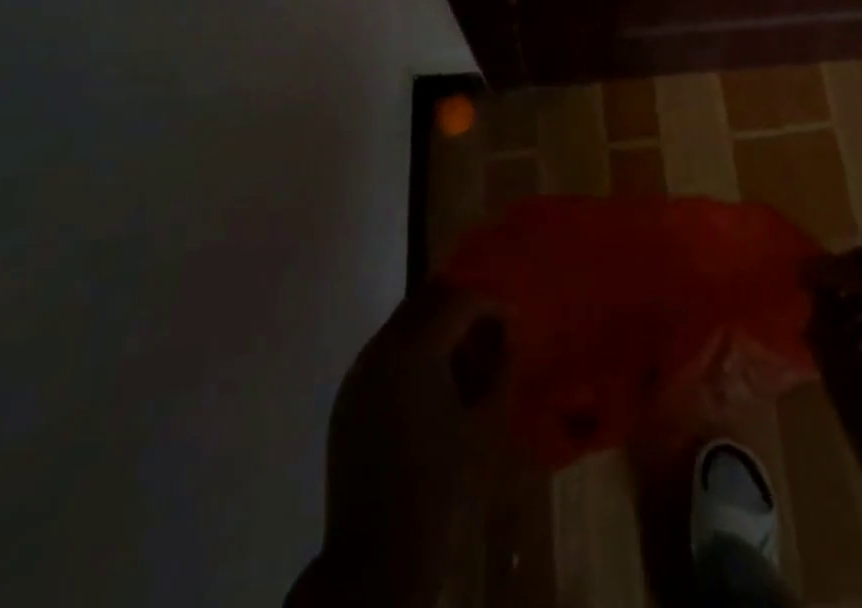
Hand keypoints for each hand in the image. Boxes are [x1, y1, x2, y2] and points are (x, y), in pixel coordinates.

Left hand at [291, 282, 508, 607]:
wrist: (376, 563)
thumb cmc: (443, 491)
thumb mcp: (488, 428)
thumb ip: (501, 370)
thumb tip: (507, 340)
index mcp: (415, 349)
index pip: (460, 299)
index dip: (492, 303)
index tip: (515, 321)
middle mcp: (381, 348)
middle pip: (426, 298)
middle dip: (461, 306)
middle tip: (489, 332)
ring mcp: (358, 373)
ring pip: (402, 323)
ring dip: (435, 329)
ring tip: (463, 363)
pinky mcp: (346, 400)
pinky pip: (384, 355)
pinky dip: (411, 354)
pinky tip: (431, 390)